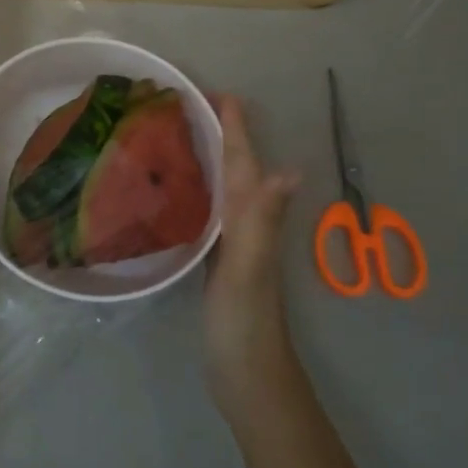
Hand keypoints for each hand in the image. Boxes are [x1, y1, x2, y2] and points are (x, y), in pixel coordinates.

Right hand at [204, 94, 301, 421]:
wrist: (246, 376)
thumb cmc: (245, 321)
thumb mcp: (250, 267)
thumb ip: (264, 220)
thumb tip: (290, 170)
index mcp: (253, 216)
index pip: (242, 160)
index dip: (232, 126)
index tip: (214, 91)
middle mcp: (247, 222)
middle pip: (235, 166)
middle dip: (220, 132)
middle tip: (189, 103)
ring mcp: (233, 242)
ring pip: (223, 186)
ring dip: (209, 156)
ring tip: (181, 132)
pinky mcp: (217, 260)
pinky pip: (209, 210)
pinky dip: (198, 189)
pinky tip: (178, 188)